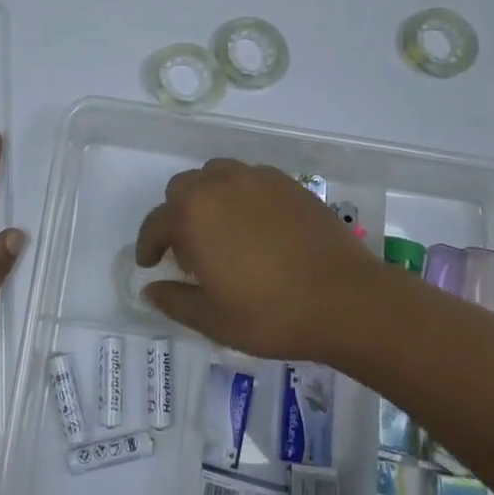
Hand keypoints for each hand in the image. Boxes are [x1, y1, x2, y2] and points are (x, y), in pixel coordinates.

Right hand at [134, 159, 378, 360]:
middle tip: (189, 251)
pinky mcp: (288, 184)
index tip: (150, 264)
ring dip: (207, 197)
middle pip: (182, 188)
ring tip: (221, 231)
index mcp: (193, 215)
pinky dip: (241, 195)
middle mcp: (220, 185)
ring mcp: (257, 179)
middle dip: (176, 216)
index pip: (156, 223)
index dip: (148, 245)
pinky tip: (256, 226)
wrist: (345, 299)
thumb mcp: (212, 319)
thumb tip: (150, 289)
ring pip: (216, 175)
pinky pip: (250, 179)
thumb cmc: (270, 313)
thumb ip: (174, 300)